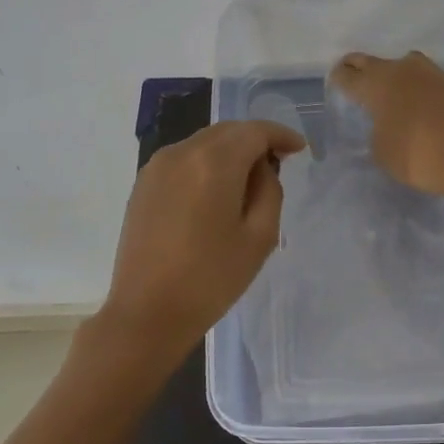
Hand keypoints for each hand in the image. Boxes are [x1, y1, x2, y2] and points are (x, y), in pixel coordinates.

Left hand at [97, 119, 306, 357]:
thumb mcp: (260, 236)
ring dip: (230, 152)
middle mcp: (182, 152)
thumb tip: (262, 168)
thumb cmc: (211, 278)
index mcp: (214, 162)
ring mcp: (157, 167)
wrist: (147, 312)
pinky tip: (216, 191)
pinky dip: (206, 164)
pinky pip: (184, 159)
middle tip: (279, 163)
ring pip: (204, 143)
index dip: (281, 135)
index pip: (255, 131)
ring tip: (248, 181)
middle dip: (255, 141)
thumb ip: (270, 190)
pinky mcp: (143, 184)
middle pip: (228, 132)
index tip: (300, 150)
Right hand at [327, 51, 443, 196]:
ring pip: (401, 65)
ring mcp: (429, 72)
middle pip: (370, 62)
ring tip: (390, 92)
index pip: (346, 75)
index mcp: (376, 84)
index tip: (336, 84)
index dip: (338, 79)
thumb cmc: (416, 156)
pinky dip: (416, 87)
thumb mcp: (381, 151)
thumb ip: (376, 130)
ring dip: (391, 75)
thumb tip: (384, 123)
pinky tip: (418, 103)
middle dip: (359, 69)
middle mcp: (400, 69)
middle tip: (354, 79)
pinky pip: (424, 79)